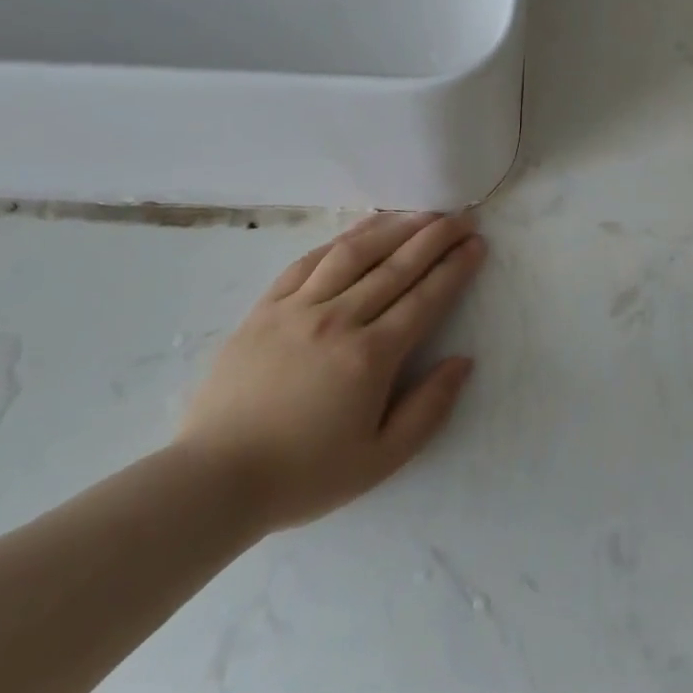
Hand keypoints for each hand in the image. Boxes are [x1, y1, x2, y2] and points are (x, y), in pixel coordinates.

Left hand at [172, 211, 485, 532]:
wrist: (214, 479)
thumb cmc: (304, 475)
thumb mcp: (380, 458)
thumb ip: (429, 408)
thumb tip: (463, 361)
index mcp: (371, 356)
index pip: (425, 297)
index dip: (456, 267)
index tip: (477, 243)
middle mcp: (338, 320)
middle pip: (396, 265)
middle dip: (435, 236)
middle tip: (461, 216)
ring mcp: (297, 308)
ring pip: (353, 253)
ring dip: (392, 228)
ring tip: (420, 213)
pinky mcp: (265, 308)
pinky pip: (308, 262)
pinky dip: (340, 241)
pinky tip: (360, 231)